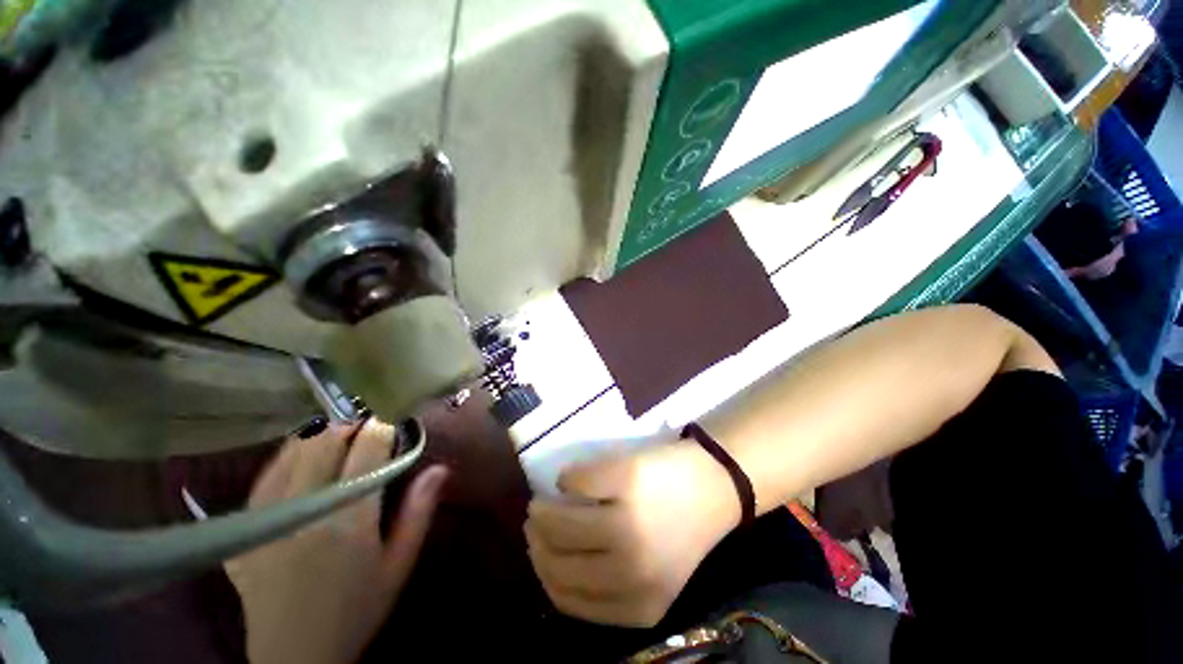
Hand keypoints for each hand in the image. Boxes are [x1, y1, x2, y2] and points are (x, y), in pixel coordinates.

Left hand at [225, 419, 447, 663]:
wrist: (295, 656)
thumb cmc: (357, 609)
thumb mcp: (399, 563)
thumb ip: (419, 511)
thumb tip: (440, 467)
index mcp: (347, 519)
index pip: (367, 448)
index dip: (383, 427)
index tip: (394, 423)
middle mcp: (303, 510)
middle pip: (325, 440)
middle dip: (351, 426)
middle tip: (367, 433)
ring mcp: (265, 519)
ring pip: (291, 451)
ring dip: (320, 437)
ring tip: (339, 442)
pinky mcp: (242, 529)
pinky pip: (264, 476)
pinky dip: (287, 458)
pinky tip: (302, 462)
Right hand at [526, 440, 739, 627]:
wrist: (714, 486)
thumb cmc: (678, 528)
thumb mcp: (648, 574)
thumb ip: (605, 581)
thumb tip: (550, 559)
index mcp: (638, 605)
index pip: (567, 600)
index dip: (543, 574)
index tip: (536, 552)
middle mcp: (631, 571)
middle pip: (559, 563)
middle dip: (537, 542)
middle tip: (534, 523)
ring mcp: (629, 522)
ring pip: (561, 525)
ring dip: (543, 512)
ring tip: (541, 502)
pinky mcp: (627, 479)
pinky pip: (577, 482)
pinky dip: (567, 479)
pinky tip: (570, 478)